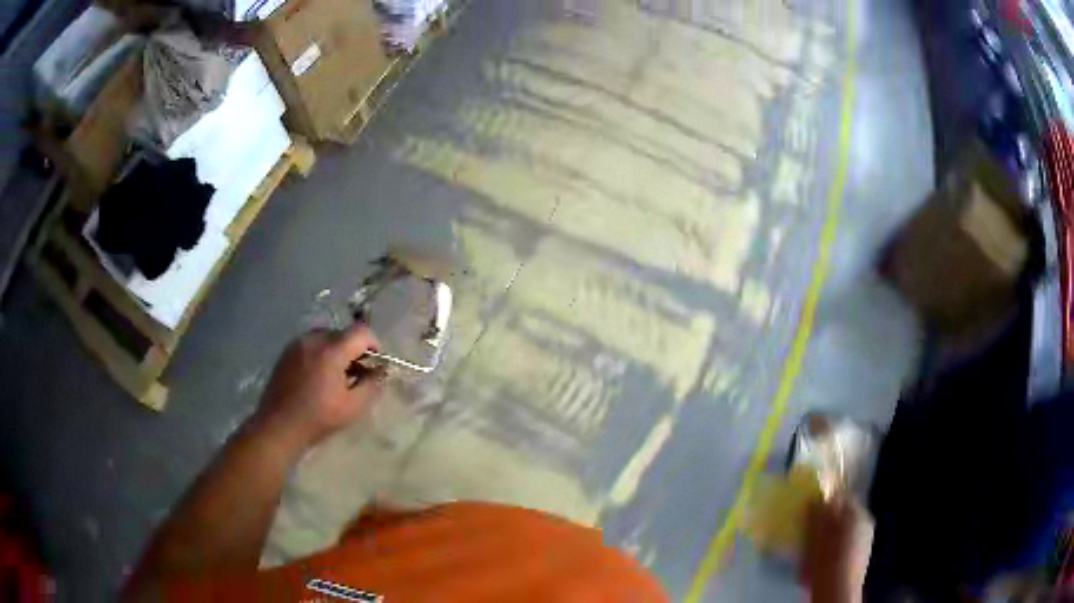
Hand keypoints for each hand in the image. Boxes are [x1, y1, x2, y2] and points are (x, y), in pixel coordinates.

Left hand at [255, 324, 384, 448]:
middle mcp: (314, 339)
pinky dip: (321, 353)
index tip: (374, 364)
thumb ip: (372, 384)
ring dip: (337, 351)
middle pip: (343, 333)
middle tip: (356, 374)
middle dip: (354, 350)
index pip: (361, 331)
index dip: (373, 344)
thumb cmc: (318, 418)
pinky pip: (311, 343)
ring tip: (336, 376)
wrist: (279, 425)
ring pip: (327, 337)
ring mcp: (298, 343)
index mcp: (331, 350)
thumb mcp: (353, 406)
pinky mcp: (287, 351)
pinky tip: (318, 377)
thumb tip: (382, 369)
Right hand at [802, 495, 873, 602]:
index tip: (811, 508)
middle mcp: (865, 519)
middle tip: (811, 530)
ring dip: (832, 533)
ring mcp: (867, 536)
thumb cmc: (826, 559)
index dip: (826, 500)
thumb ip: (816, 513)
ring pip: (846, 528)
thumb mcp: (815, 534)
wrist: (838, 589)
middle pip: (844, 513)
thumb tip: (814, 498)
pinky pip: (849, 541)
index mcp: (856, 511)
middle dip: (828, 519)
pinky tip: (825, 558)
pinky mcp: (863, 553)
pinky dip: (837, 545)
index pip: (841, 495)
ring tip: (816, 547)